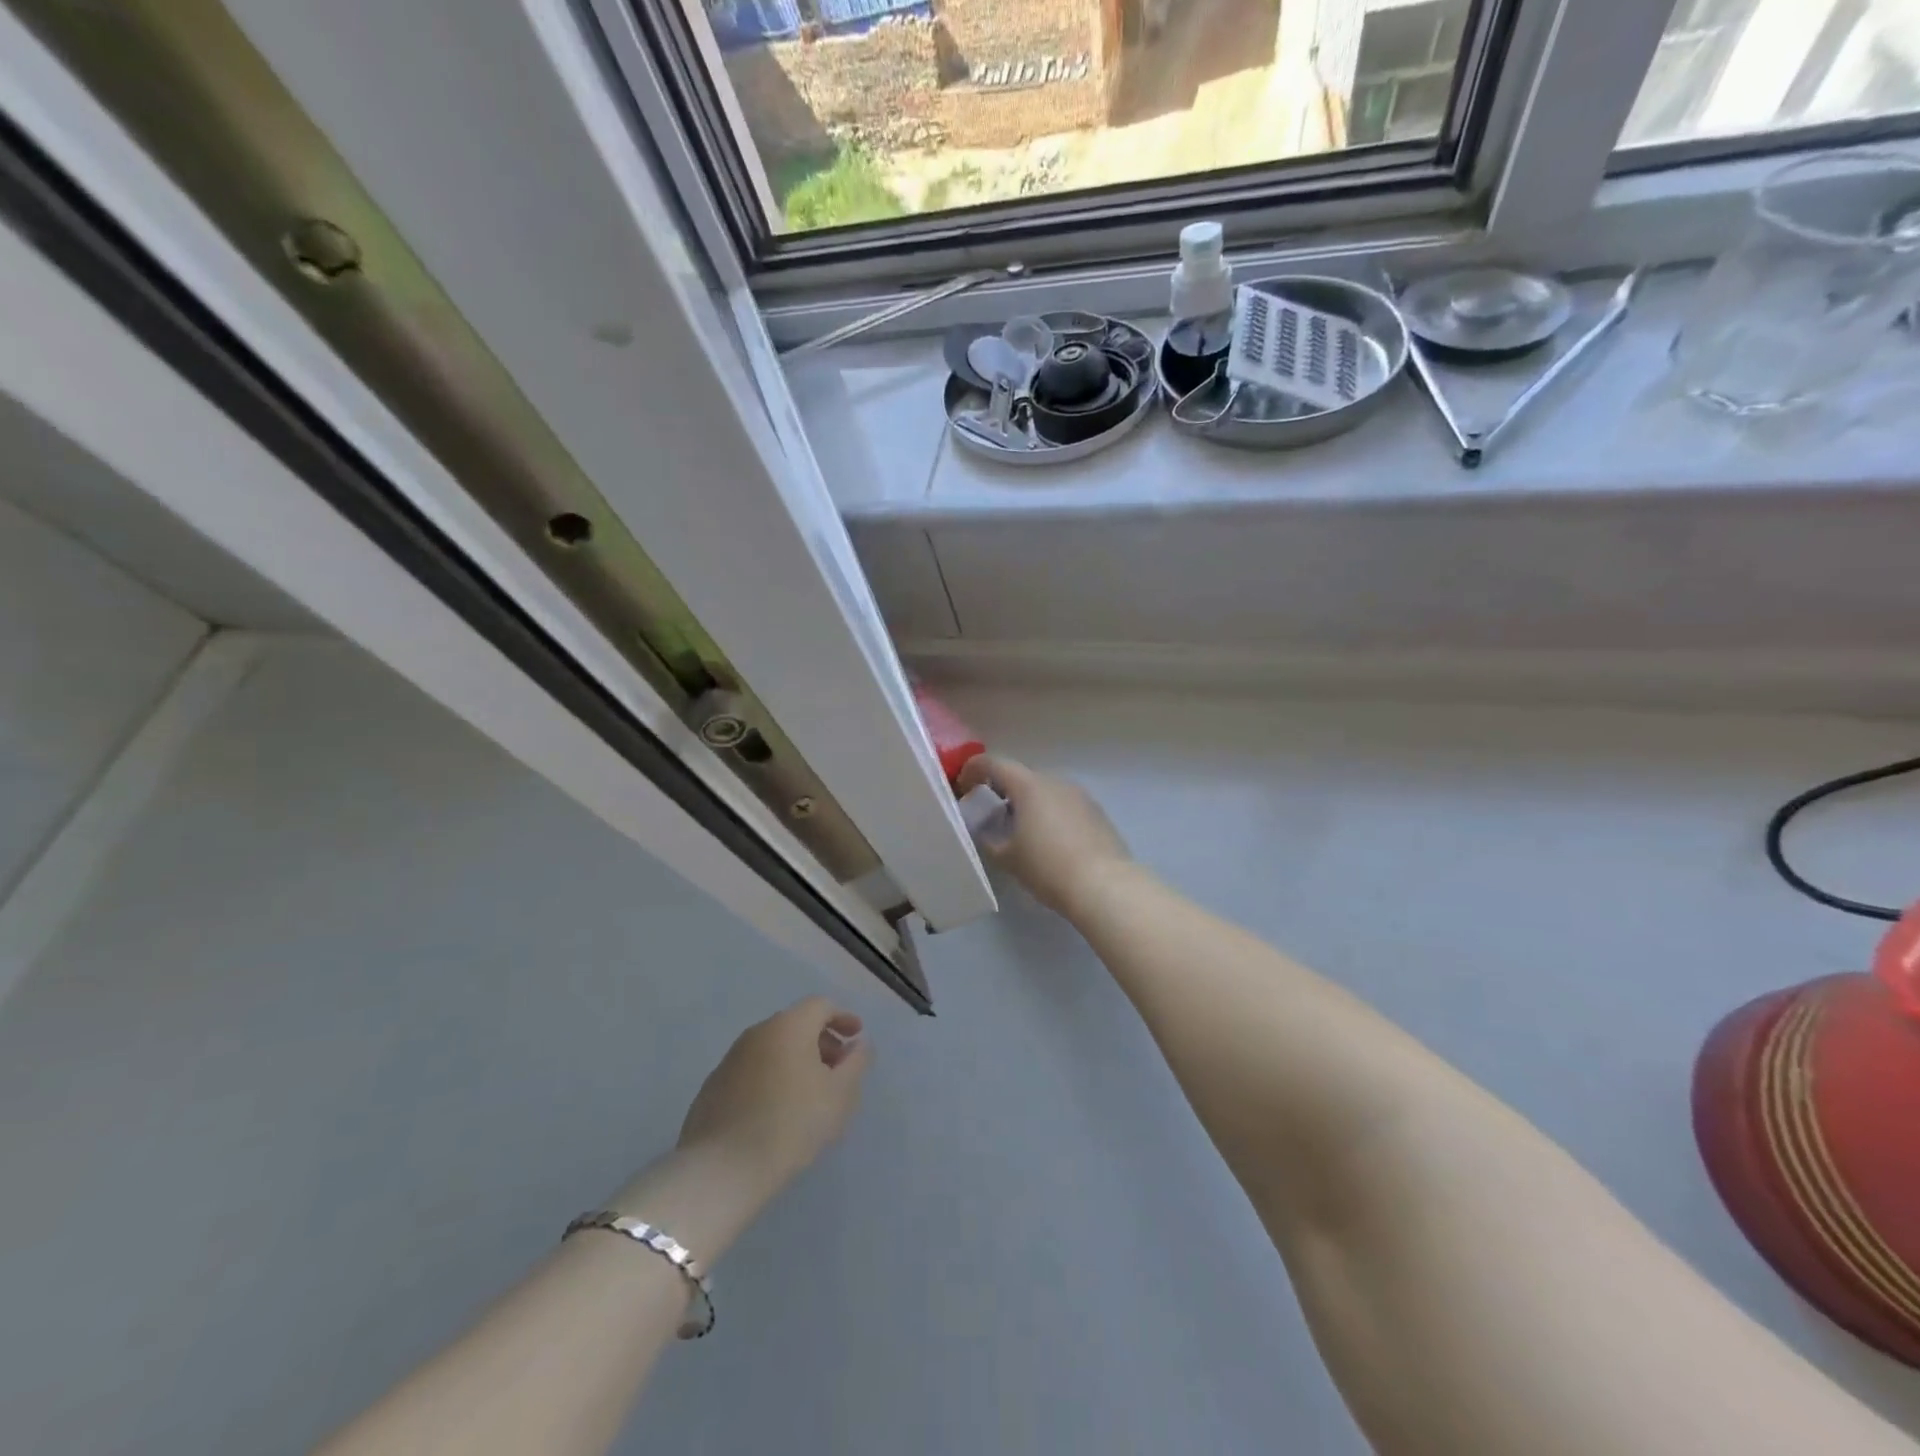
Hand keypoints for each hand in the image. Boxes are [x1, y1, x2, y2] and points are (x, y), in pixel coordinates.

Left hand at [676, 997, 870, 1193]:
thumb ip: (856, 1063)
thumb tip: (859, 1045)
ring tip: (809, 1094)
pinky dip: (772, 1077)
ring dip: (796, 1060)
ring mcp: (731, 1058)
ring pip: (773, 1047)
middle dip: (821, 1041)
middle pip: (796, 1024)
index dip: (842, 1018)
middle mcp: (758, 1032)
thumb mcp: (839, 1095)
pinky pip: (753, 1070)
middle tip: (837, 1069)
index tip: (856, 1037)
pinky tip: (777, 1110)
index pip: (820, 1006)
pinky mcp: (714, 1086)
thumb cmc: (792, 1124)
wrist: (722, 1169)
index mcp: (789, 1026)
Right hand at [956, 754, 1132, 917]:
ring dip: (1028, 803)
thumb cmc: (1047, 868)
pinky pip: (1064, 805)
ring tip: (1019, 830)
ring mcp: (1080, 795)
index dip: (974, 770)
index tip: (963, 785)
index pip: (994, 764)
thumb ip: (989, 839)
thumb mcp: (1008, 857)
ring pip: (1045, 791)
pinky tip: (1049, 841)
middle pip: (1021, 776)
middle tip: (990, 813)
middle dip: (1002, 790)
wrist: (1104, 886)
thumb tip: (985, 831)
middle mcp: (1055, 782)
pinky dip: (1050, 814)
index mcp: (1029, 786)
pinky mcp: (1097, 813)